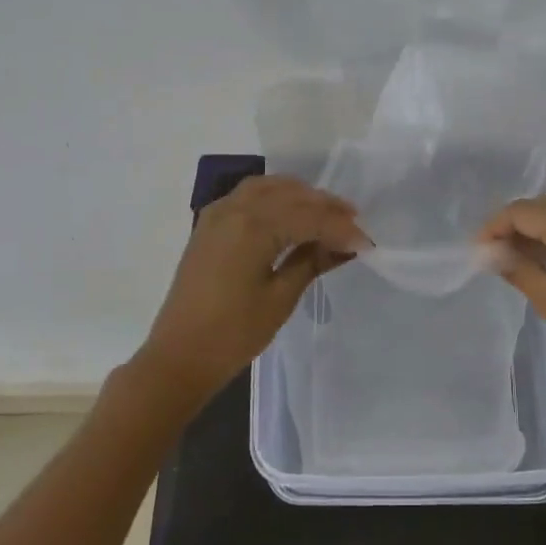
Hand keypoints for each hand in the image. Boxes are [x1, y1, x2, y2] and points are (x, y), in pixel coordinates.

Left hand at [126, 175, 369, 414]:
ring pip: (268, 187)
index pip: (309, 217)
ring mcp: (218, 213)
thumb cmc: (233, 334)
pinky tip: (290, 214)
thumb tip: (347, 246)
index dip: (341, 229)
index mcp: (253, 227)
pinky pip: (248, 196)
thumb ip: (312, 261)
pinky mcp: (209, 224)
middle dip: (325, 207)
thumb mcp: (280, 298)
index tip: (367, 244)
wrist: (178, 356)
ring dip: (300, 196)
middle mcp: (234, 209)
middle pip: (291, 195)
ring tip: (327, 214)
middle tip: (354, 225)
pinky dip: (275, 197)